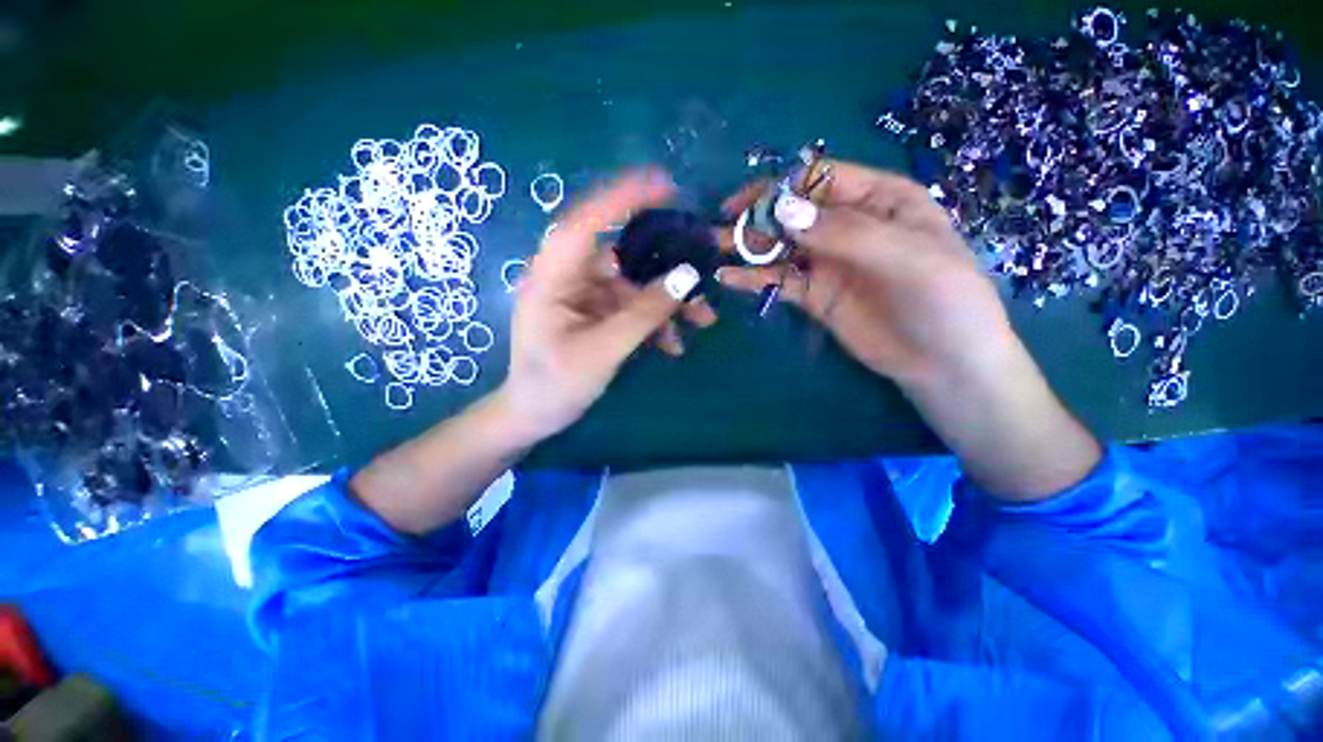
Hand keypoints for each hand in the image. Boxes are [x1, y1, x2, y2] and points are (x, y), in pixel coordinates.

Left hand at [498, 169, 714, 441]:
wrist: (536, 416)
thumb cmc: (556, 384)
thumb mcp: (603, 350)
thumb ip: (644, 313)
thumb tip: (687, 277)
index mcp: (552, 277)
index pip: (586, 221)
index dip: (623, 198)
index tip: (665, 185)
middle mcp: (569, 277)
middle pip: (622, 255)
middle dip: (665, 267)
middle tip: (702, 271)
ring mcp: (586, 296)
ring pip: (635, 284)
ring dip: (668, 301)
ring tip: (702, 320)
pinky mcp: (598, 314)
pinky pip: (633, 307)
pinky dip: (656, 321)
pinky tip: (674, 344)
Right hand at [717, 162, 1014, 388]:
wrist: (943, 364)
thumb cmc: (943, 301)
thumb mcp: (906, 256)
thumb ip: (846, 232)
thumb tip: (783, 211)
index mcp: (880, 199)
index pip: (821, 180)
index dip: (782, 188)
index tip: (746, 205)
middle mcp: (849, 225)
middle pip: (795, 212)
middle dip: (758, 217)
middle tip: (722, 231)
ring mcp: (829, 262)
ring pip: (782, 246)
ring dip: (750, 247)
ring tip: (716, 250)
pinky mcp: (815, 294)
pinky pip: (781, 280)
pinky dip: (755, 278)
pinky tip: (730, 279)